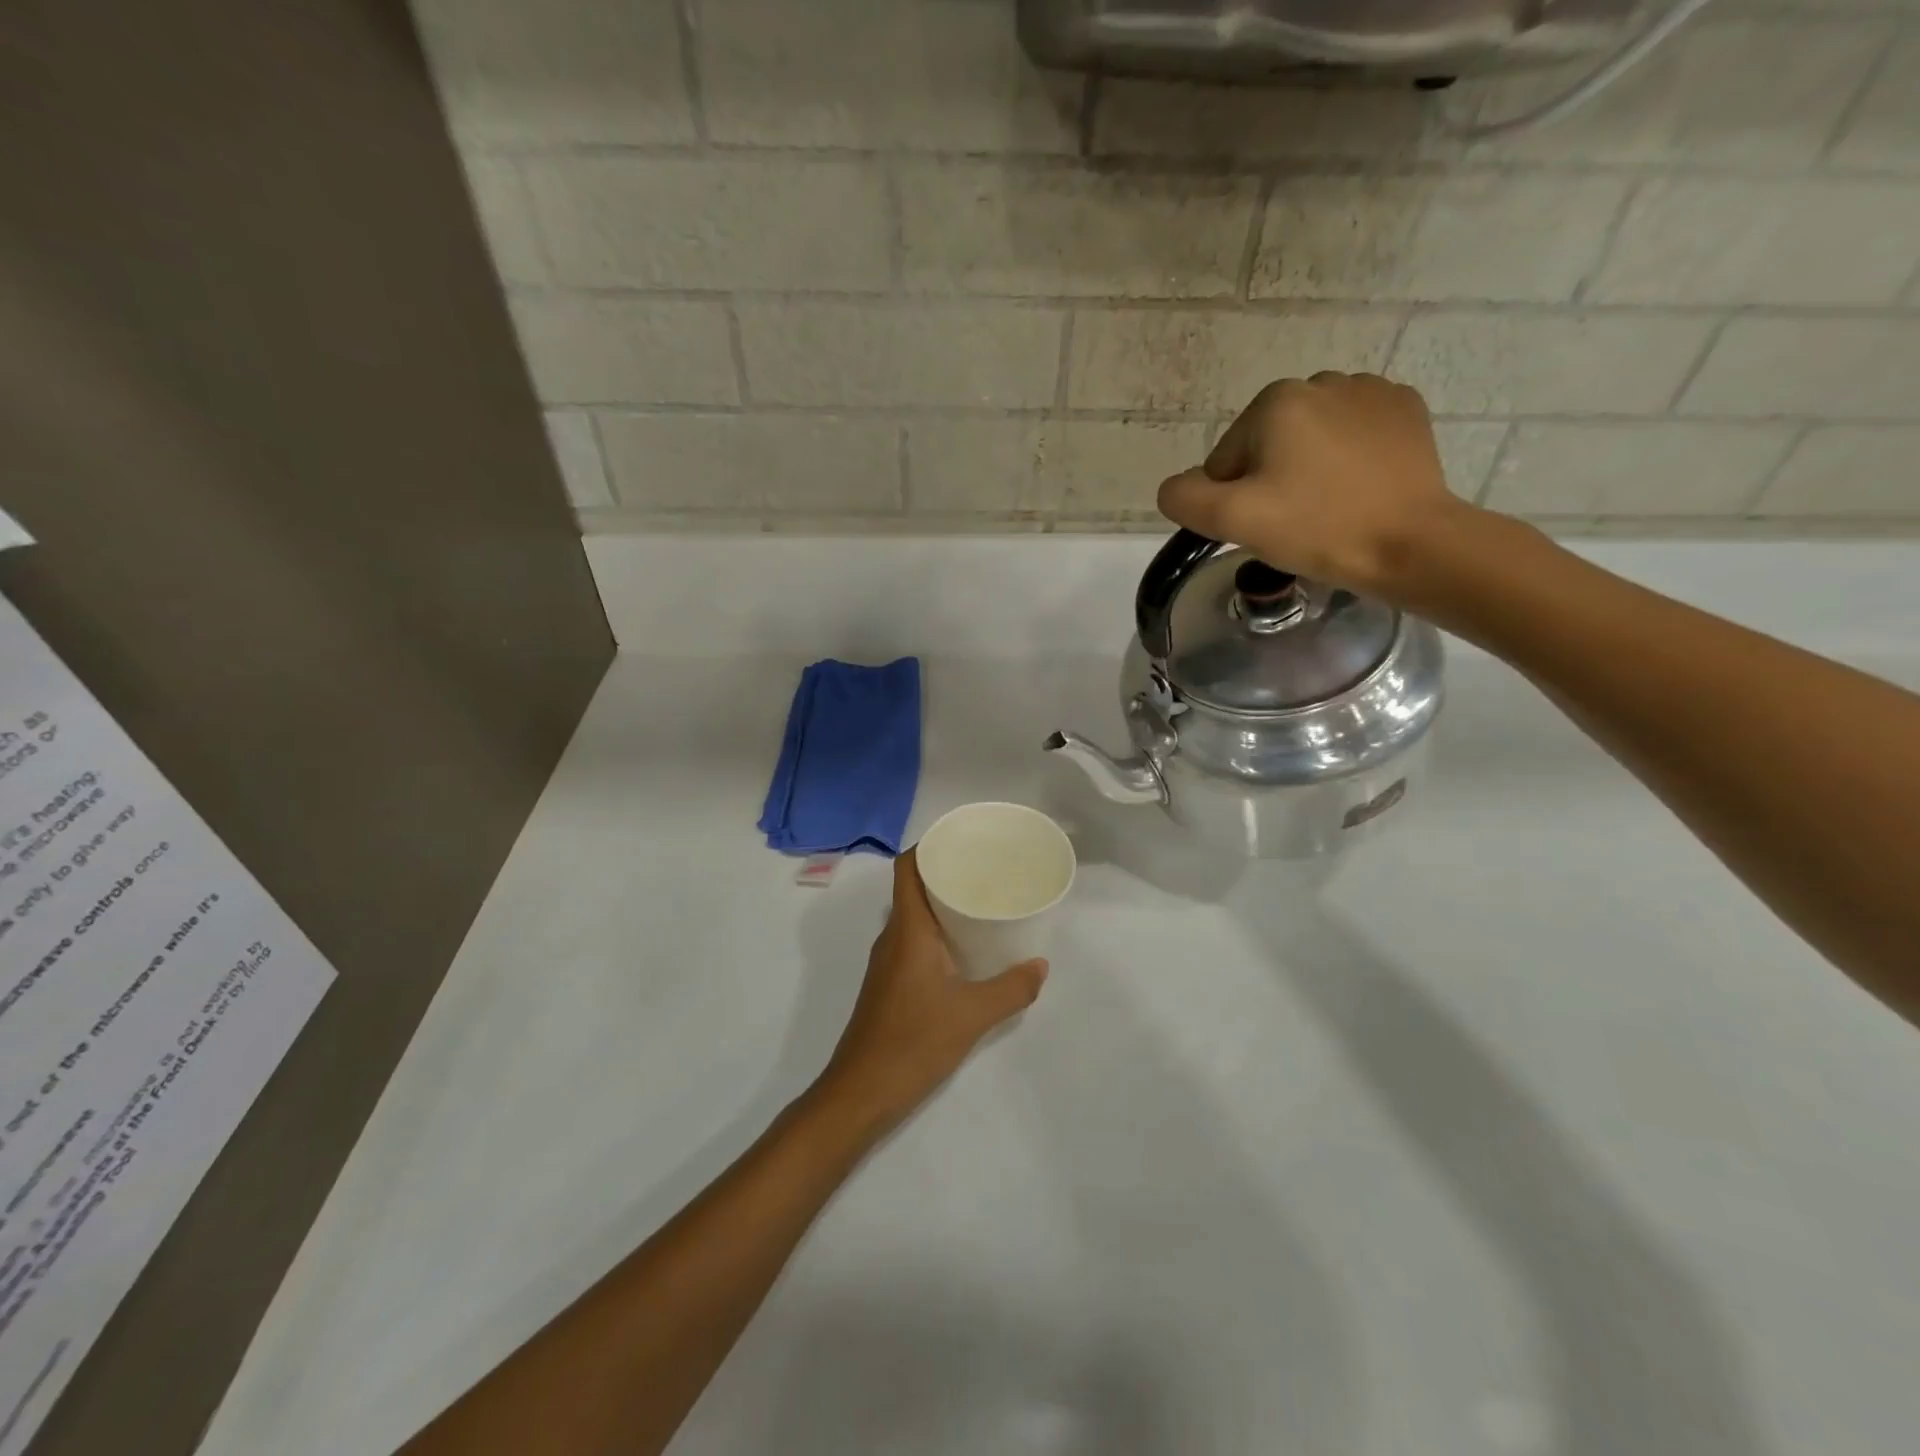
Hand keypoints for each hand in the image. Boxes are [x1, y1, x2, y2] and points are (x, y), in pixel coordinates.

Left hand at [815, 849, 1047, 1133]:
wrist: (861, 1093)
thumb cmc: (913, 1043)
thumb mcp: (973, 1015)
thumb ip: (1011, 988)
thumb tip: (1040, 965)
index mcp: (907, 930)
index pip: (907, 868)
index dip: (929, 846)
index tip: (963, 841)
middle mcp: (893, 937)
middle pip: (913, 888)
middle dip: (946, 873)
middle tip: (986, 871)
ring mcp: (887, 962)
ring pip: (914, 916)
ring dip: (942, 905)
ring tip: (982, 904)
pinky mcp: (889, 984)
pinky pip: (913, 941)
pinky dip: (937, 933)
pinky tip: (965, 950)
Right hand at [1157, 372, 1471, 601]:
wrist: (1411, 543)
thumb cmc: (1316, 528)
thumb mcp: (1232, 519)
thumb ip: (1185, 498)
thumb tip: (1177, 486)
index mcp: (1275, 401)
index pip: (1226, 460)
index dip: (1234, 499)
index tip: (1264, 525)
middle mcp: (1321, 381)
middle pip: (1268, 445)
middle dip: (1271, 480)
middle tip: (1295, 521)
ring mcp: (1370, 391)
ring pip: (1311, 439)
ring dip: (1309, 468)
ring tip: (1330, 507)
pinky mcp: (1405, 410)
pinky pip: (1354, 434)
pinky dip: (1348, 459)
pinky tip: (1359, 489)